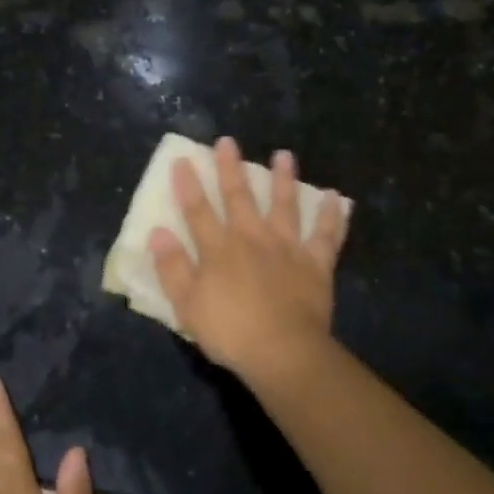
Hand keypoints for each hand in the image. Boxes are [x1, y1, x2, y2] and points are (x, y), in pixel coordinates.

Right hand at [147, 137, 348, 387]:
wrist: (282, 351)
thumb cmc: (230, 332)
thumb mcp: (187, 305)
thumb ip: (173, 267)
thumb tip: (157, 233)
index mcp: (219, 250)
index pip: (198, 211)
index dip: (188, 185)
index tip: (183, 160)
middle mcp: (252, 239)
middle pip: (240, 198)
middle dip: (231, 168)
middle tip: (228, 142)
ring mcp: (287, 248)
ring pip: (285, 206)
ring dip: (284, 179)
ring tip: (284, 155)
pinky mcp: (315, 263)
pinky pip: (326, 235)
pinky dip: (332, 215)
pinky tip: (335, 196)